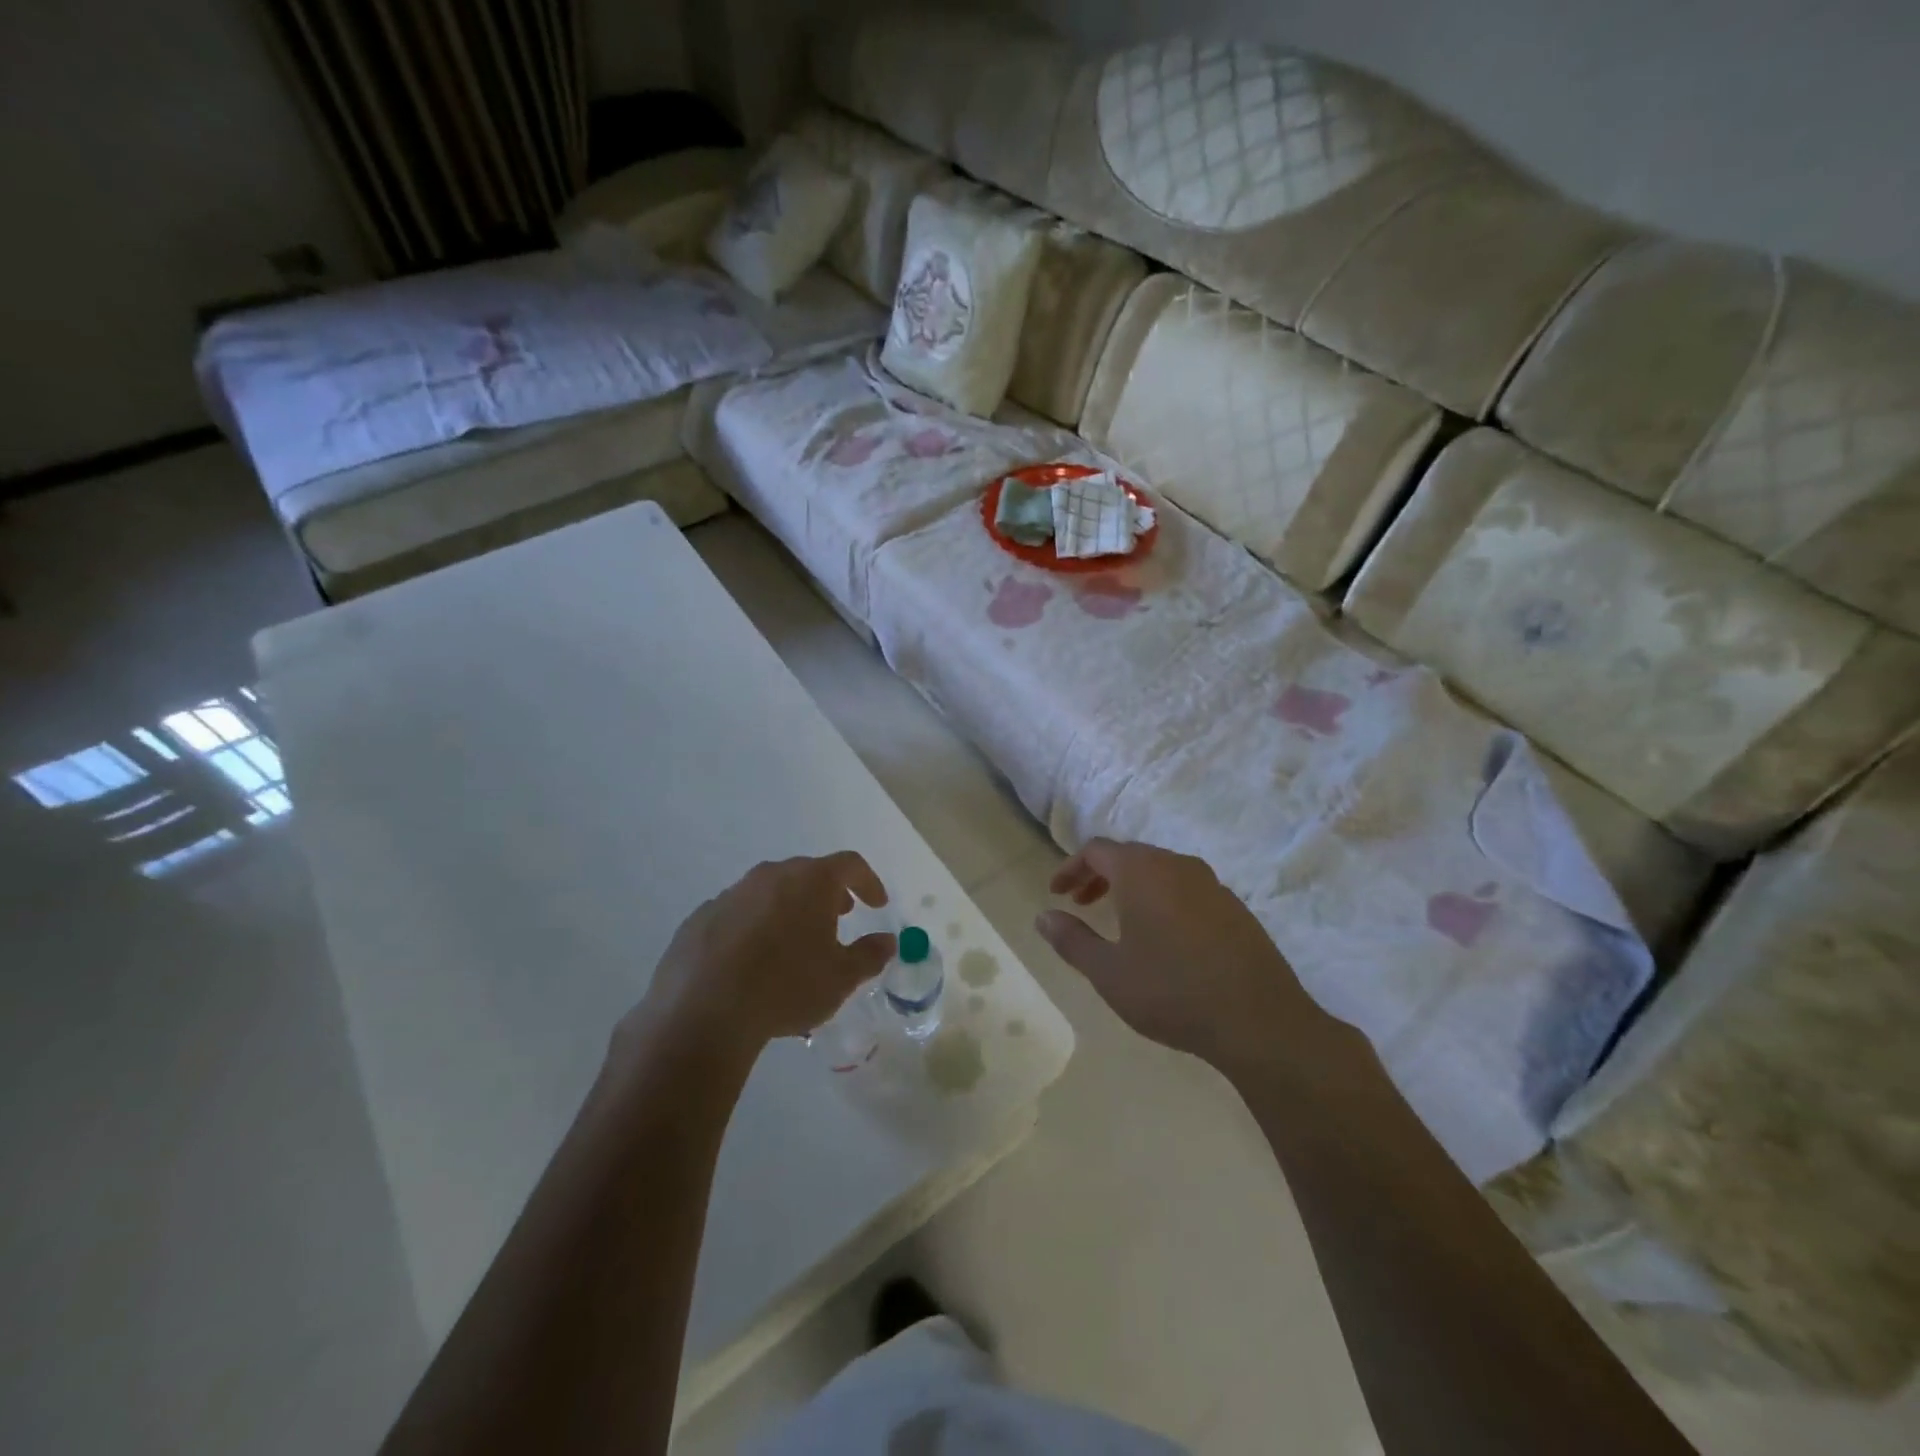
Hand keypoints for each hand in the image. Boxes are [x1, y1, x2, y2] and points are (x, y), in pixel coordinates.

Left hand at [632, 852, 895, 1063]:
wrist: (702, 1011)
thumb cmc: (786, 987)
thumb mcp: (841, 978)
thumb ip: (870, 955)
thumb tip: (887, 941)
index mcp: (810, 881)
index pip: (850, 865)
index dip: (868, 882)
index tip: (877, 905)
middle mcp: (771, 876)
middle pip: (808, 873)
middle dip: (827, 894)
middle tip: (839, 918)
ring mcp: (731, 894)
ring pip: (771, 892)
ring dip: (789, 909)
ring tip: (795, 943)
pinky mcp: (701, 917)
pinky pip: (739, 913)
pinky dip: (754, 926)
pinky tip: (752, 961)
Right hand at [1035, 838, 1333, 1071]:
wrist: (1259, 1020)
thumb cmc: (1171, 991)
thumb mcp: (1109, 972)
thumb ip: (1071, 939)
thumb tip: (1043, 916)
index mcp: (1142, 871)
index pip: (1096, 850)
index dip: (1071, 867)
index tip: (1056, 893)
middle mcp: (1177, 865)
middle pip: (1129, 856)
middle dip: (1099, 876)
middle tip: (1082, 904)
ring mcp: (1212, 884)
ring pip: (1160, 871)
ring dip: (1132, 888)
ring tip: (1119, 921)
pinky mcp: (1235, 907)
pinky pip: (1187, 890)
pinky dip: (1163, 900)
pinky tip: (1164, 938)